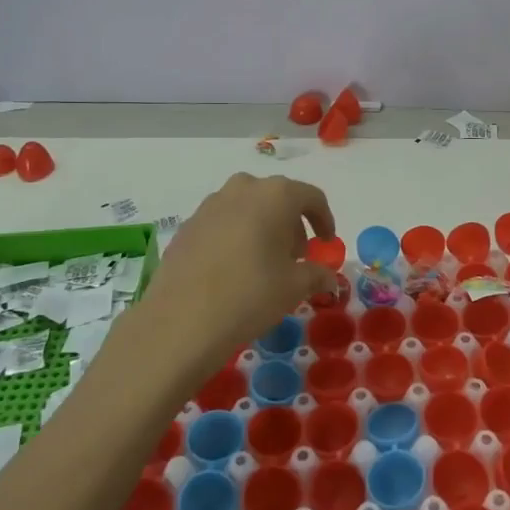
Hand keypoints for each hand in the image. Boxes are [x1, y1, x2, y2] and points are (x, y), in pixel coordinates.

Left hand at [130, 173, 337, 378]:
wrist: (180, 321)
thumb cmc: (250, 295)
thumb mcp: (294, 287)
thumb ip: (317, 275)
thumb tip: (329, 278)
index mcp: (275, 195)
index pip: (311, 197)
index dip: (324, 219)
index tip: (326, 242)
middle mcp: (243, 189)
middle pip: (277, 198)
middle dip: (291, 224)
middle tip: (296, 257)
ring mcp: (210, 205)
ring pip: (247, 207)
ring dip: (262, 227)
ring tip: (265, 263)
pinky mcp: (188, 225)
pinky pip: (222, 222)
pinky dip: (236, 236)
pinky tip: (234, 269)